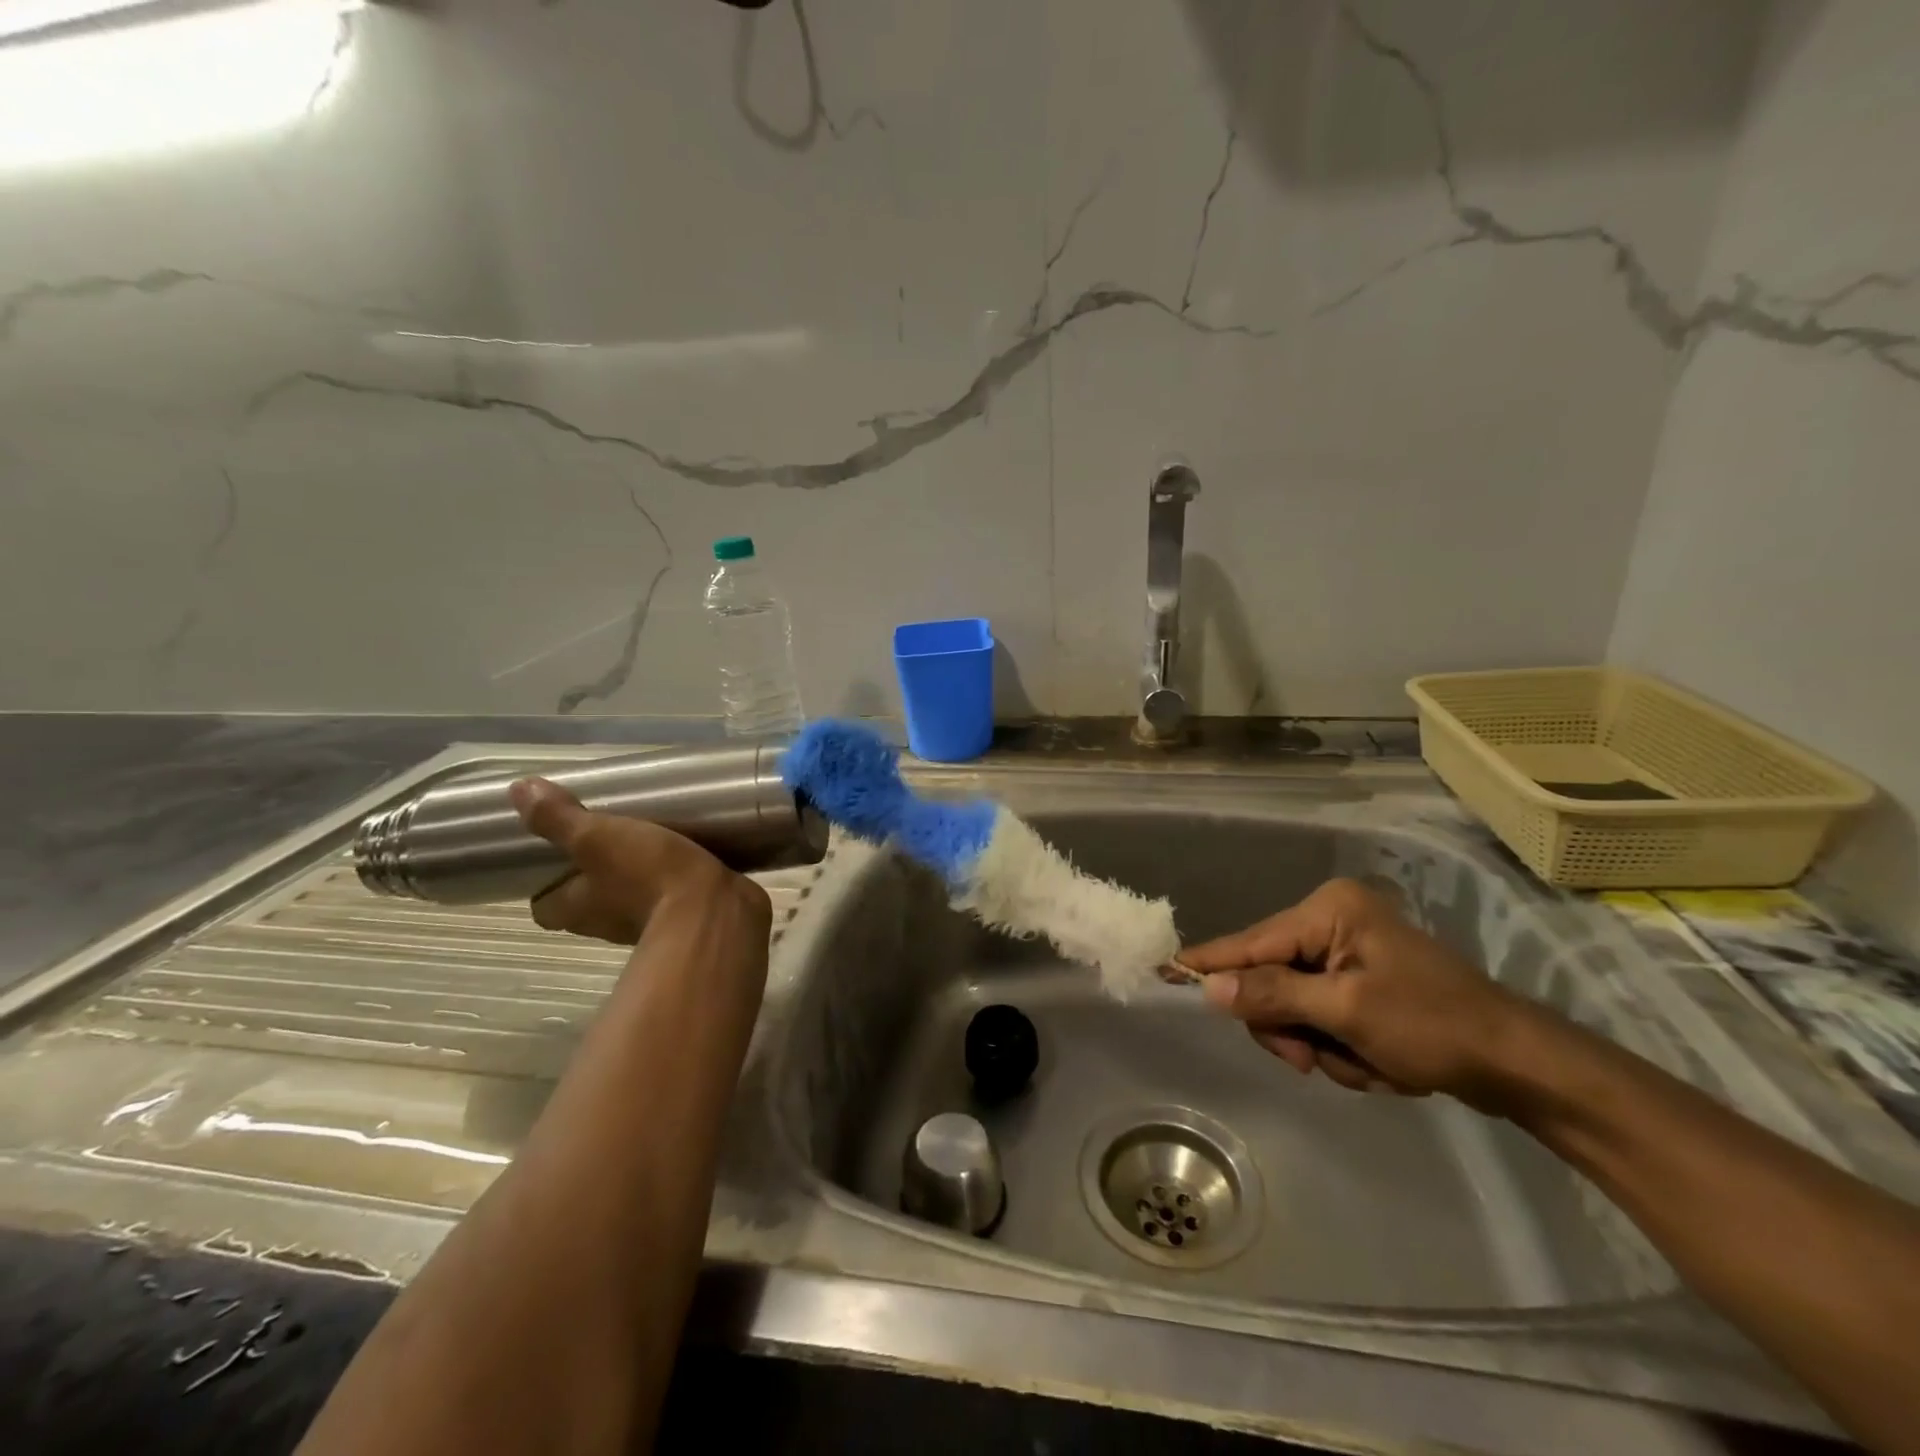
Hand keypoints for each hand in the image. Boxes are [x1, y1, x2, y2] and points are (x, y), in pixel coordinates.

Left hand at [509, 777, 770, 945]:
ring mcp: (651, 922)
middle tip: (607, 836)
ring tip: (652, 836)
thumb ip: (560, 818)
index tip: (553, 858)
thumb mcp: (598, 839)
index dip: (544, 885)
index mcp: (577, 909)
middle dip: (596, 875)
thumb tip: (517, 789)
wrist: (717, 911)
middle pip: (590, 901)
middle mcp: (607, 923)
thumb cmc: (648, 876)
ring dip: (638, 875)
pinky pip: (674, 893)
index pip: (545, 906)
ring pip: (633, 897)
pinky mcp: (690, 915)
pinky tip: (689, 850)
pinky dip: (677, 877)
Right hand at [1178, 878, 1539, 1109]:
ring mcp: (1347, 952)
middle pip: (1269, 977)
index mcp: (1328, 912)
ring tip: (1361, 1064)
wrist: (1517, 1064)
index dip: (1208, 962)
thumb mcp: (1347, 1012)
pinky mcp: (1359, 981)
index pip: (1251, 942)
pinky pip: (1319, 1014)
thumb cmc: (1433, 1026)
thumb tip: (1210, 987)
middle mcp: (1331, 921)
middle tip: (1313, 1059)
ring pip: (1292, 1004)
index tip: (1163, 968)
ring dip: (1317, 1043)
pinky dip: (1338, 1046)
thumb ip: (1273, 995)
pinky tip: (1374, 1061)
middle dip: (1288, 1025)